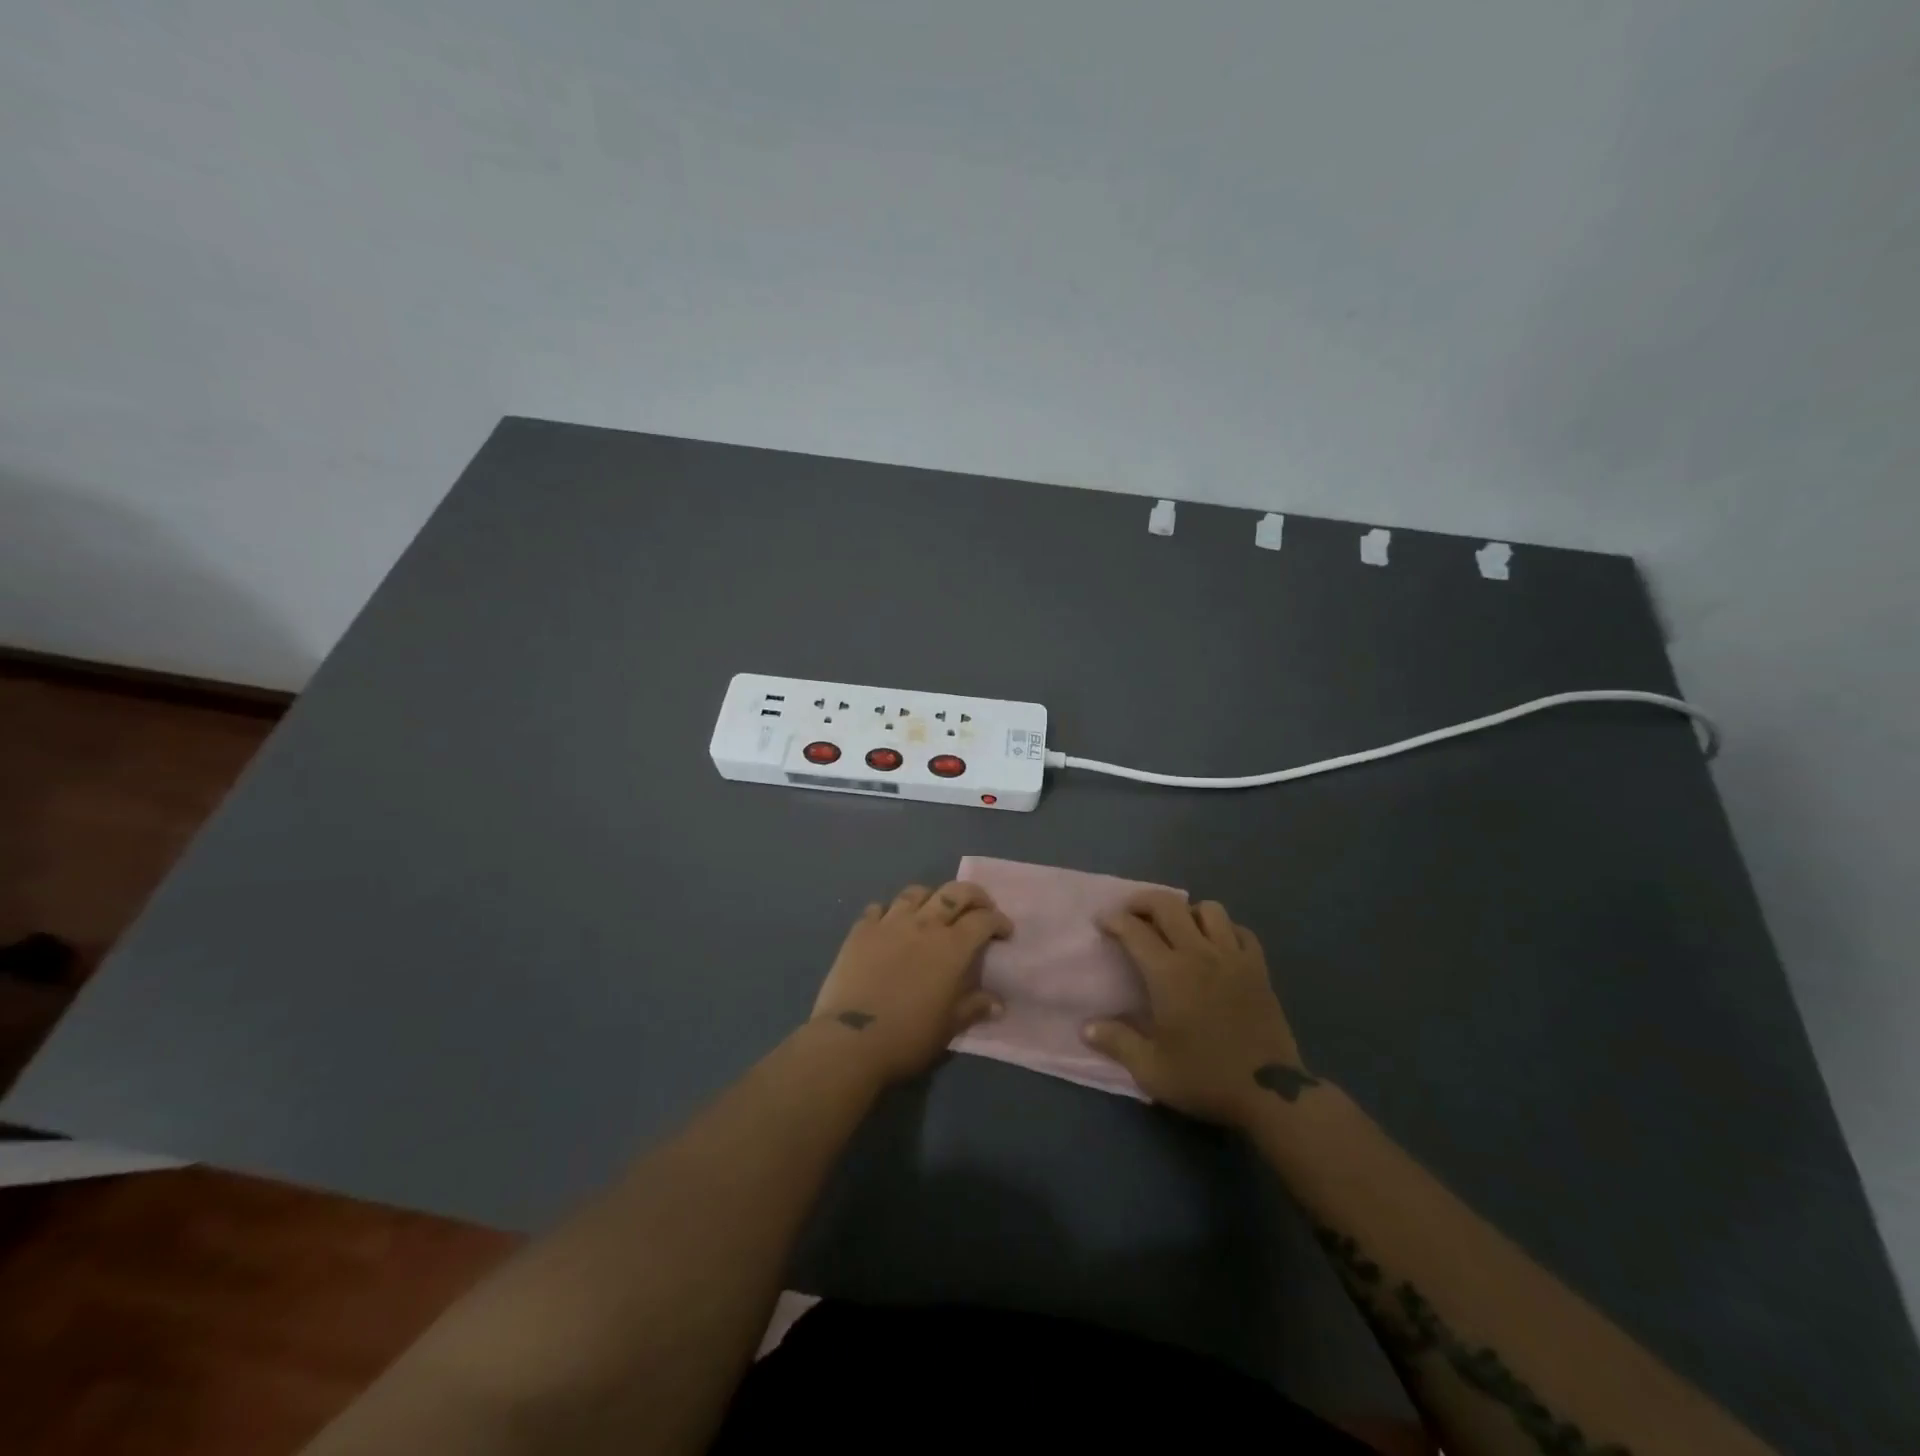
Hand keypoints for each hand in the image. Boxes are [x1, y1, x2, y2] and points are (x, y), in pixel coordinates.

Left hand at [811, 882, 1012, 1083]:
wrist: (851, 1040)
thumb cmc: (908, 1037)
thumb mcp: (949, 1027)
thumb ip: (974, 1007)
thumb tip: (997, 1004)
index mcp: (952, 947)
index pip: (983, 920)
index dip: (998, 921)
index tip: (1004, 933)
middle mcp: (924, 925)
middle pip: (954, 892)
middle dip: (974, 895)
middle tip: (980, 908)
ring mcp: (889, 924)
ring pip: (915, 893)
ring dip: (931, 897)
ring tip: (933, 911)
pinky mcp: (860, 931)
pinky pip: (878, 908)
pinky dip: (889, 912)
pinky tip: (890, 924)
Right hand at [1084, 891, 1315, 1127]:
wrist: (1271, 1094)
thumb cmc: (1205, 1078)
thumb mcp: (1151, 1070)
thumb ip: (1117, 1043)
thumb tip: (1086, 1028)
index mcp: (1168, 973)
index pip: (1134, 930)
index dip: (1113, 920)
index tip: (1102, 921)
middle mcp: (1199, 954)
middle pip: (1168, 905)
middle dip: (1143, 901)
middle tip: (1131, 913)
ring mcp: (1233, 957)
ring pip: (1209, 909)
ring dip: (1187, 912)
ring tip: (1177, 929)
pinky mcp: (1259, 968)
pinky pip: (1240, 931)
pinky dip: (1224, 929)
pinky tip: (1216, 946)